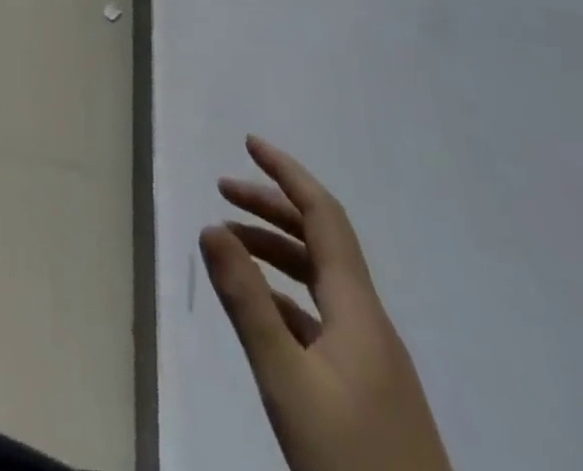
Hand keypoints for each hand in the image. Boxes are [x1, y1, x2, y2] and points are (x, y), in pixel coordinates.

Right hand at [199, 137, 451, 470]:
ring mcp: (371, 358)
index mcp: (358, 310)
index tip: (249, 143)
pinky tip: (259, 307)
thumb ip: (248, 303)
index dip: (288, 174)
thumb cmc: (352, 462)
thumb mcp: (288, 382)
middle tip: (222, 188)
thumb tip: (210, 227)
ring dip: (274, 249)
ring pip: (319, 279)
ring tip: (229, 242)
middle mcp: (368, 322)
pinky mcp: (366, 389)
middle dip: (271, 206)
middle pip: (320, 242)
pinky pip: (320, 315)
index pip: (324, 217)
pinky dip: (283, 293)